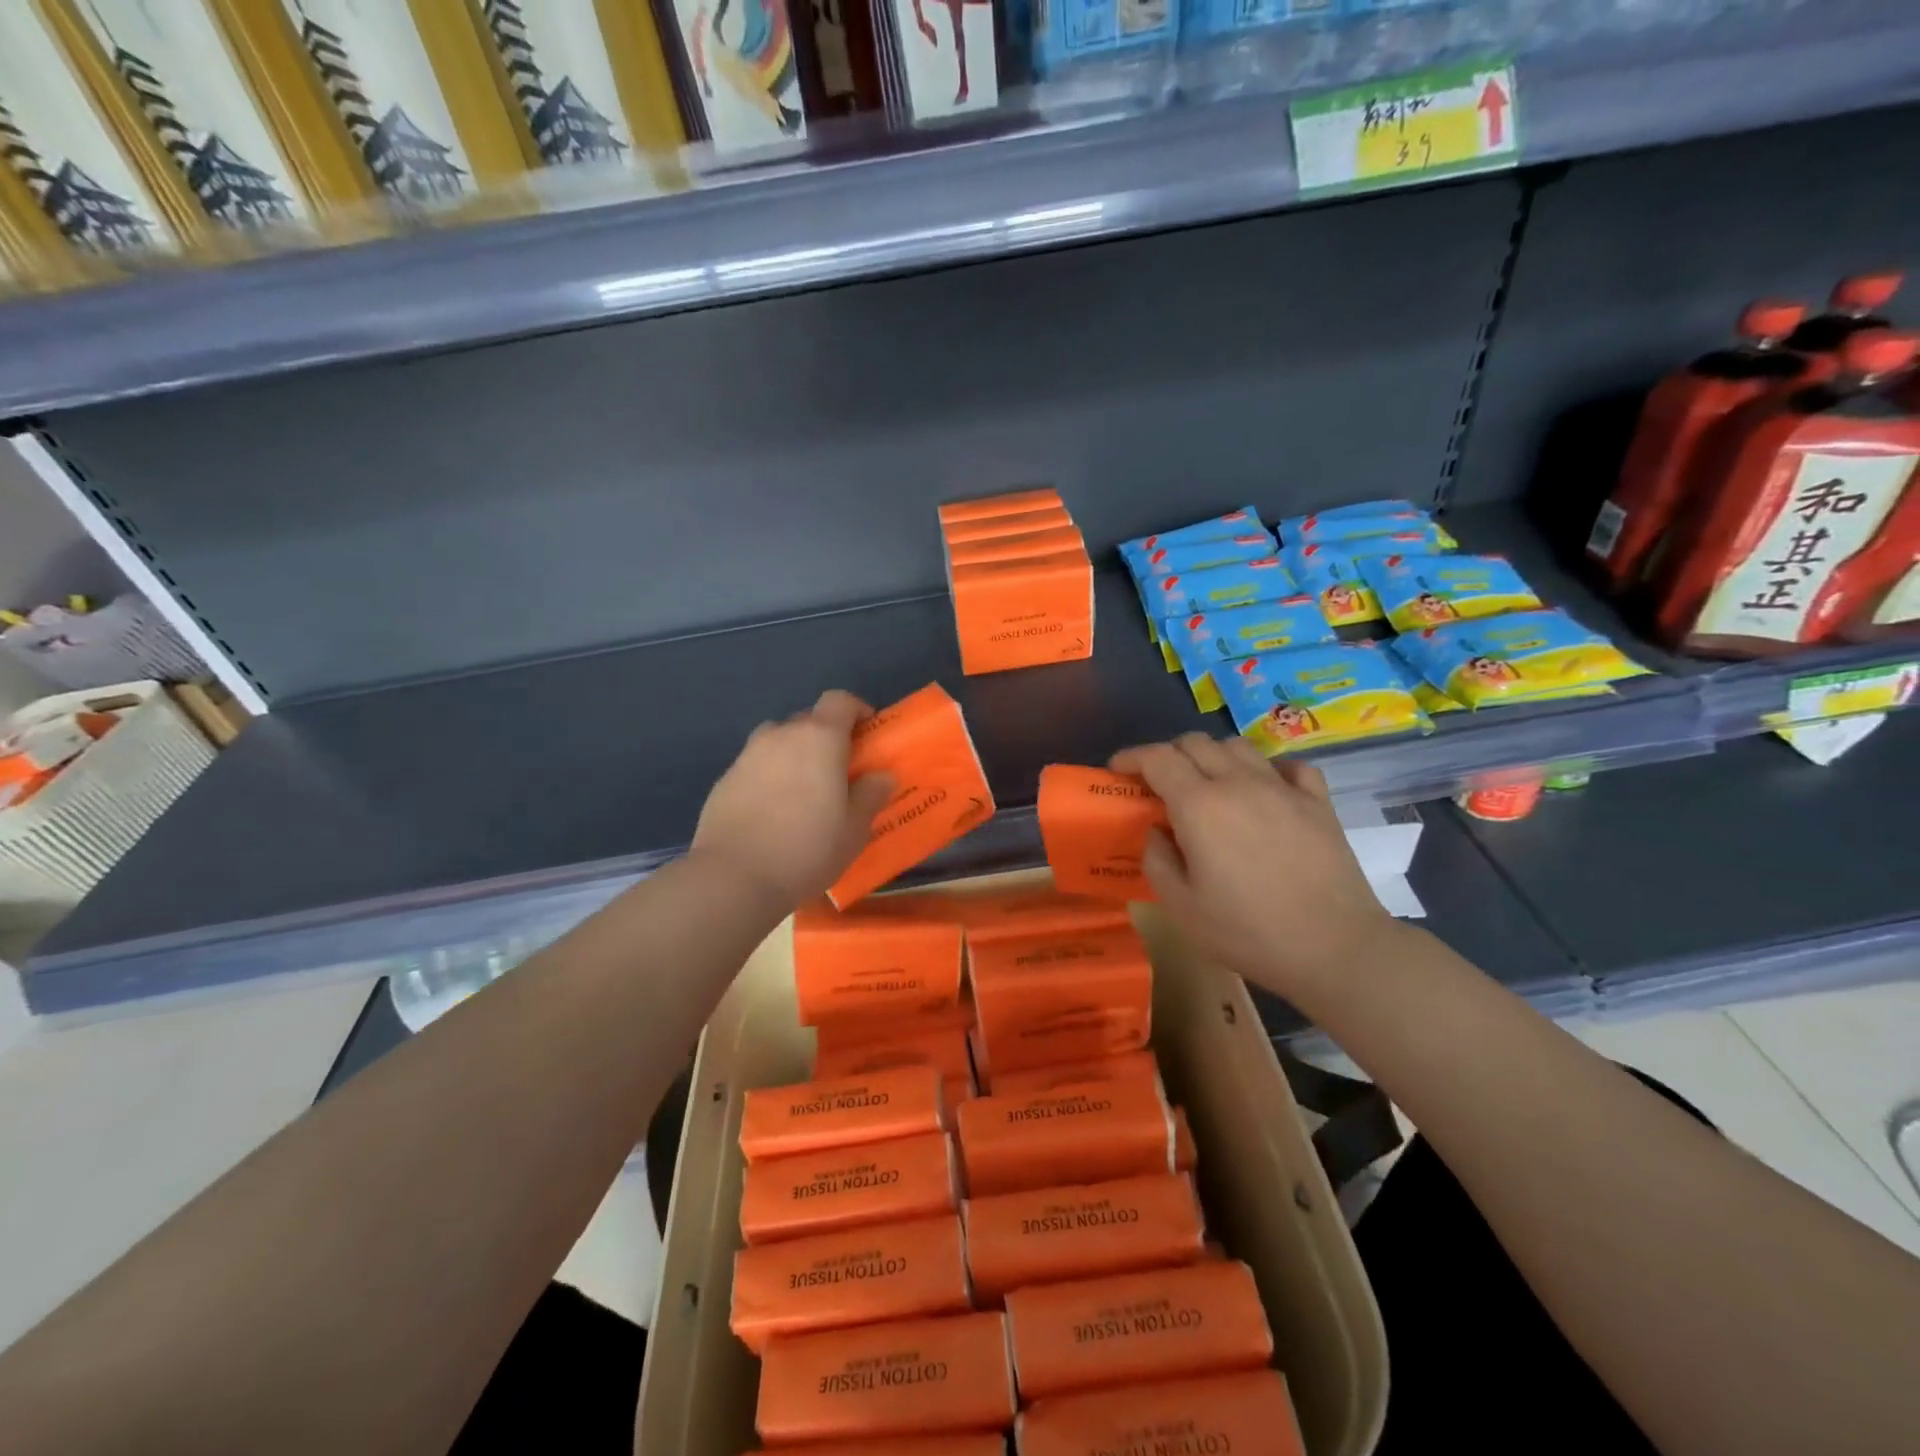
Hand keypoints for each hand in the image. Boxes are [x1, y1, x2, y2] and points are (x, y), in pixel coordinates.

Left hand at [693, 690, 895, 911]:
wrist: (734, 877)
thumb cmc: (807, 848)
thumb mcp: (854, 829)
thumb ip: (870, 795)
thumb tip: (880, 776)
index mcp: (819, 738)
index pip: (840, 700)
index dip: (857, 711)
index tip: (868, 734)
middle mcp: (780, 735)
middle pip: (808, 720)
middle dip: (826, 737)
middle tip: (838, 771)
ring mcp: (747, 756)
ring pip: (778, 742)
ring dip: (794, 755)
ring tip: (803, 791)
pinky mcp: (724, 780)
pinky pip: (756, 767)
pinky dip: (769, 777)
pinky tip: (773, 812)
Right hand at [1109, 734, 1401, 1000]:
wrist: (1335, 947)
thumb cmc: (1248, 931)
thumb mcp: (1181, 907)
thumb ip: (1157, 860)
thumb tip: (1157, 831)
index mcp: (1200, 805)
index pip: (1157, 758)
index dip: (1131, 757)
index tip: (1117, 769)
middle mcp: (1239, 782)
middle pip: (1195, 743)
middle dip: (1168, 754)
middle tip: (1158, 784)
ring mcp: (1282, 788)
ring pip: (1238, 746)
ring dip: (1213, 757)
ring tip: (1208, 785)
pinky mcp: (1318, 802)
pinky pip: (1288, 766)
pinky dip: (1268, 770)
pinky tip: (1265, 792)